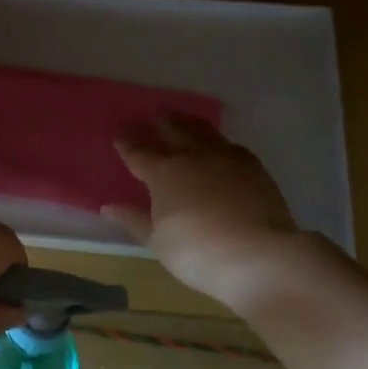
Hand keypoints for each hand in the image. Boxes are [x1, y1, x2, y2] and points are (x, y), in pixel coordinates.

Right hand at [104, 115, 305, 312]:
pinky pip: (231, 146)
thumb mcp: (158, 242)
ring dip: (190, 123)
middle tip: (156, 113)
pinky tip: (221, 147)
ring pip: (204, 132)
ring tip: (184, 119)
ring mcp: (226, 159)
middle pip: (174, 131)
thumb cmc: (197, 252)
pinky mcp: (254, 168)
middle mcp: (193, 157)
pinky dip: (220, 143)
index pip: (138, 152)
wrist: (258, 255)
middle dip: (162, 122)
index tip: (119, 132)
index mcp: (163, 173)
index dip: (127, 143)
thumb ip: (134, 220)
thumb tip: (109, 207)